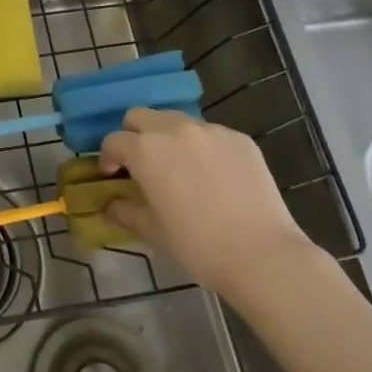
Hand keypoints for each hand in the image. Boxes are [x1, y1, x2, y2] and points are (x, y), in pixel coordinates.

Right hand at [99, 109, 313, 297]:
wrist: (263, 255)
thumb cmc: (199, 246)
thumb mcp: (154, 232)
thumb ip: (126, 211)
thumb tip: (111, 204)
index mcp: (146, 150)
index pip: (114, 140)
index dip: (108, 157)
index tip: (113, 175)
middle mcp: (174, 129)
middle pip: (140, 116)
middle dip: (134, 135)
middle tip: (142, 164)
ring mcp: (210, 130)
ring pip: (176, 120)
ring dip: (167, 137)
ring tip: (180, 167)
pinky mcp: (239, 138)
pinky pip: (210, 134)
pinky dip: (202, 147)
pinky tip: (214, 176)